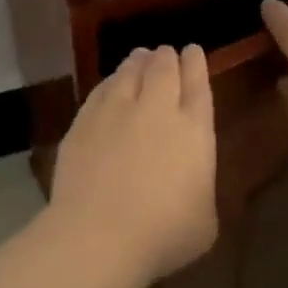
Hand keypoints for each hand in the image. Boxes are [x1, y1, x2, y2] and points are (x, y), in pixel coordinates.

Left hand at [48, 45, 217, 282]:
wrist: (99, 236)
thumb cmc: (163, 235)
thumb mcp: (204, 220)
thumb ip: (200, 189)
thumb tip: (190, 184)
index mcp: (194, 131)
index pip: (198, 86)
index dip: (196, 65)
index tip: (193, 51)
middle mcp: (156, 111)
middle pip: (163, 70)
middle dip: (166, 57)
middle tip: (165, 52)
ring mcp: (115, 113)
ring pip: (128, 73)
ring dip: (137, 62)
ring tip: (139, 57)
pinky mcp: (82, 124)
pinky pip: (99, 92)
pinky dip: (108, 83)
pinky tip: (108, 84)